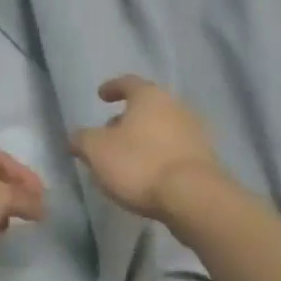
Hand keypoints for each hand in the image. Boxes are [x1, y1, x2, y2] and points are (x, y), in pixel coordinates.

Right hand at [69, 74, 225, 221]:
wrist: (193, 196)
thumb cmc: (139, 164)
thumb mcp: (96, 151)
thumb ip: (82, 140)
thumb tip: (76, 138)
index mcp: (149, 97)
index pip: (128, 83)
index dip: (112, 87)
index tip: (101, 95)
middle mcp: (176, 107)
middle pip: (147, 107)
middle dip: (127, 118)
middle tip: (109, 133)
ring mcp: (194, 132)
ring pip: (162, 129)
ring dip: (143, 138)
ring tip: (125, 158)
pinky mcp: (204, 158)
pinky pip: (174, 150)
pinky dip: (158, 156)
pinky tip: (147, 174)